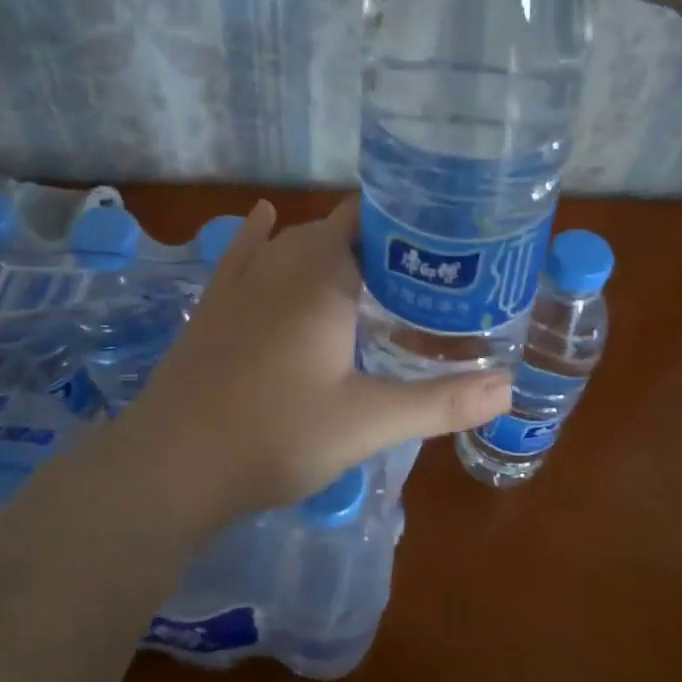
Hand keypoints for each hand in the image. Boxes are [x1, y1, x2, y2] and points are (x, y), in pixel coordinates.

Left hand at [115, 199, 510, 522]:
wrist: (172, 463)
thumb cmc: (276, 434)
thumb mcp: (368, 422)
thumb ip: (440, 402)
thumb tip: (509, 388)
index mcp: (323, 278)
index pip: (370, 220)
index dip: (408, 222)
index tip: (446, 240)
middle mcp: (281, 264)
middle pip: (336, 231)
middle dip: (379, 242)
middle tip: (424, 271)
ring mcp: (240, 283)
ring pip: (292, 242)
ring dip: (329, 246)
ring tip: (371, 264)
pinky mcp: (213, 306)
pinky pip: (242, 254)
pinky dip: (261, 236)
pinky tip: (263, 218)